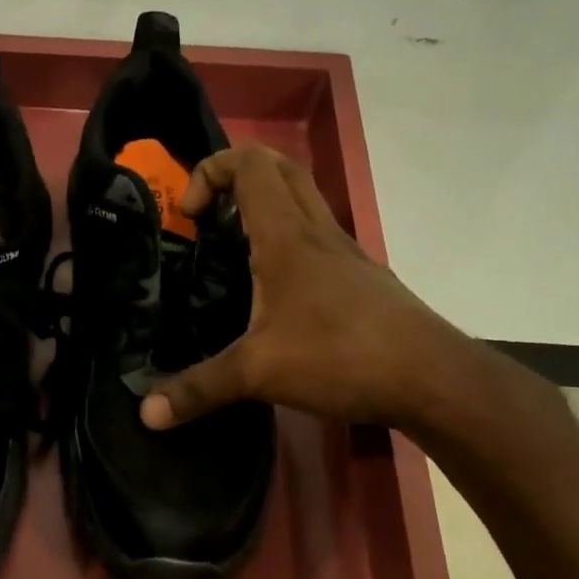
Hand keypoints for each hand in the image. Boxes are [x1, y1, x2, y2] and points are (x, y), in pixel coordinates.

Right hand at [141, 145, 466, 429]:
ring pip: (303, 201)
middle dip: (237, 176)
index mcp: (287, 236)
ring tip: (232, 251)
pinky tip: (274, 291)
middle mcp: (318, 232)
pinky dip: (288, 240)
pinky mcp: (361, 279)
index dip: (211, 171)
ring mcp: (345, 253)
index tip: (189, 215)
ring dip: (266, 206)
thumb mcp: (258, 373)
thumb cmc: (341, 356)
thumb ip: (199, 388)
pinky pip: (317, 237)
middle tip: (208, 216)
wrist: (431, 377)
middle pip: (280, 169)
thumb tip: (146, 413)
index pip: (250, 165)